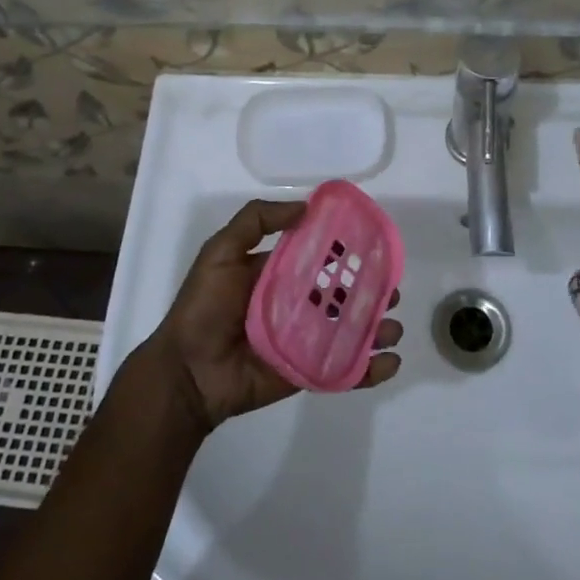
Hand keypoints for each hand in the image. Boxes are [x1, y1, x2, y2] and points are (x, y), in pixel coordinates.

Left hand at [146, 199, 403, 432]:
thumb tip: (305, 206)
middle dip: (372, 290)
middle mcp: (296, 304)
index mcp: (279, 274)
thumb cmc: (203, 308)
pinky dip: (370, 368)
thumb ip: (255, 222)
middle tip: (392, 288)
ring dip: (377, 327)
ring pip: (350, 330)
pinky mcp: (307, 372)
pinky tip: (389, 361)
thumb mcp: (220, 252)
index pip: (320, 257)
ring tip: (393, 327)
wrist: (186, 373)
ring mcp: (304, 341)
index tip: (373, 244)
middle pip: (343, 294)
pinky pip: (344, 369)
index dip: (347, 251)